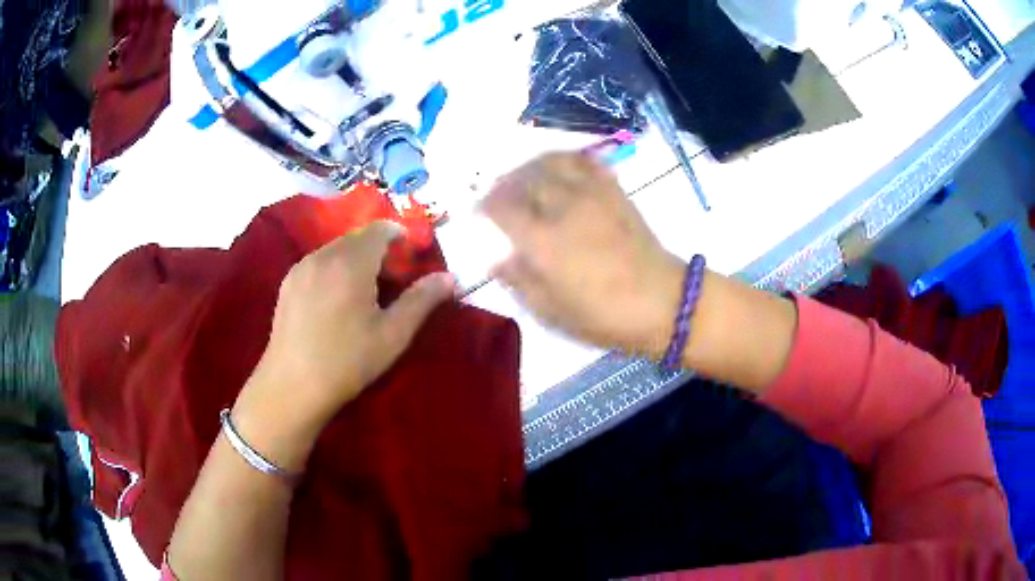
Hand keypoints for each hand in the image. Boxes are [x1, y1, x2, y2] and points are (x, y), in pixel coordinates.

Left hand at [233, 221, 454, 470]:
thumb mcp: (393, 335)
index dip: (399, 235)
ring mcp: (301, 267)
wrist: (292, 387)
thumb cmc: (347, 362)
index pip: (380, 229)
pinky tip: (335, 302)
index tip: (410, 257)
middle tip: (390, 282)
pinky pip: (318, 262)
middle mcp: (323, 255)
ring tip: (362, 294)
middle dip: (378, 250)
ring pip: (336, 249)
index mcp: (351, 263)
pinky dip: (334, 269)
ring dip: (355, 259)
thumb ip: (422, 300)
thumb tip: (450, 277)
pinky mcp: (287, 282)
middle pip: (357, 237)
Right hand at [482, 153, 684, 357]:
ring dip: (529, 166)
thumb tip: (497, 260)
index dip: (484, 205)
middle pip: (522, 179)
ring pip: (550, 163)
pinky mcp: (613, 191)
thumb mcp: (552, 312)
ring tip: (521, 176)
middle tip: (497, 193)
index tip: (478, 212)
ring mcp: (590, 195)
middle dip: (503, 183)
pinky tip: (558, 166)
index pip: (501, 207)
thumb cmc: (604, 316)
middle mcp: (562, 209)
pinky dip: (564, 158)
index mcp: (542, 242)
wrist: (662, 302)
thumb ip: (520, 282)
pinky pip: (584, 161)